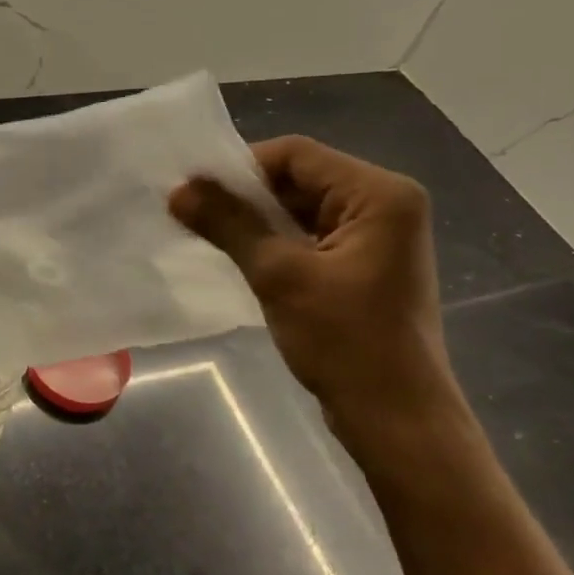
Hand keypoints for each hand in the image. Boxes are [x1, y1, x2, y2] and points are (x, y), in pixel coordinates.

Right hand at [169, 137, 455, 428]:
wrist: (396, 419)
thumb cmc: (345, 342)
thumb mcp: (279, 276)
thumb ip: (229, 225)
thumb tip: (178, 191)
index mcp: (379, 195)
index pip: (297, 155)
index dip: (241, 168)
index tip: (192, 190)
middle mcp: (385, 205)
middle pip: (300, 179)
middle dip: (245, 196)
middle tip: (191, 212)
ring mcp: (377, 238)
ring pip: (302, 210)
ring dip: (256, 221)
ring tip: (206, 233)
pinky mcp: (364, 266)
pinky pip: (310, 238)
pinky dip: (274, 243)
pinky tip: (238, 257)